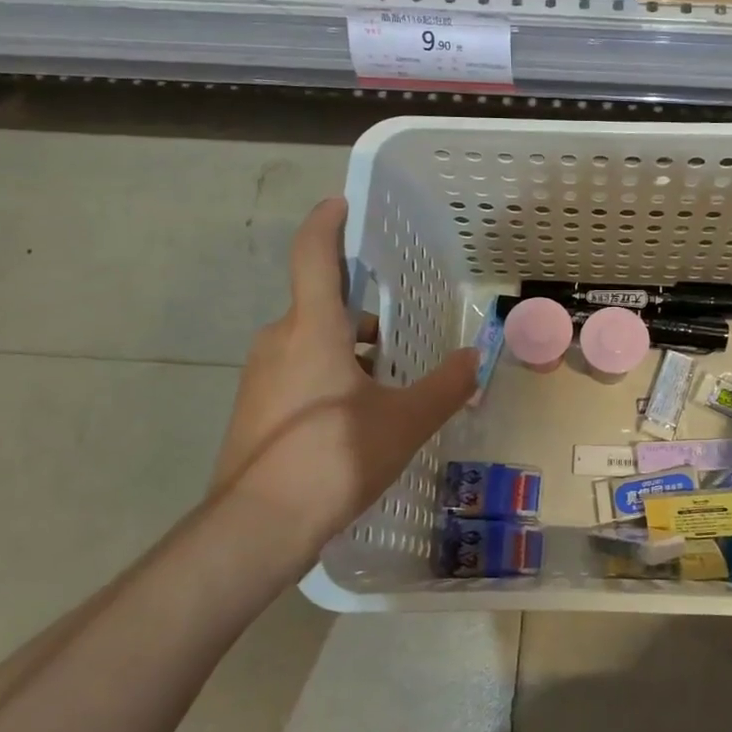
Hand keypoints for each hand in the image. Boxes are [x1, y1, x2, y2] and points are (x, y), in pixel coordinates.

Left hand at [210, 197, 477, 549]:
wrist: (256, 527)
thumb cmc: (334, 457)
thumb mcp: (404, 421)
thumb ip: (445, 386)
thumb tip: (476, 359)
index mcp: (312, 328)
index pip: (314, 254)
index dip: (327, 223)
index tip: (341, 203)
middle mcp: (279, 340)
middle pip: (322, 305)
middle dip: (362, 314)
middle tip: (401, 336)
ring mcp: (261, 376)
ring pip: (311, 342)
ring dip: (349, 351)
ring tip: (388, 387)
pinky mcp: (255, 409)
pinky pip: (298, 372)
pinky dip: (329, 377)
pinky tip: (356, 419)